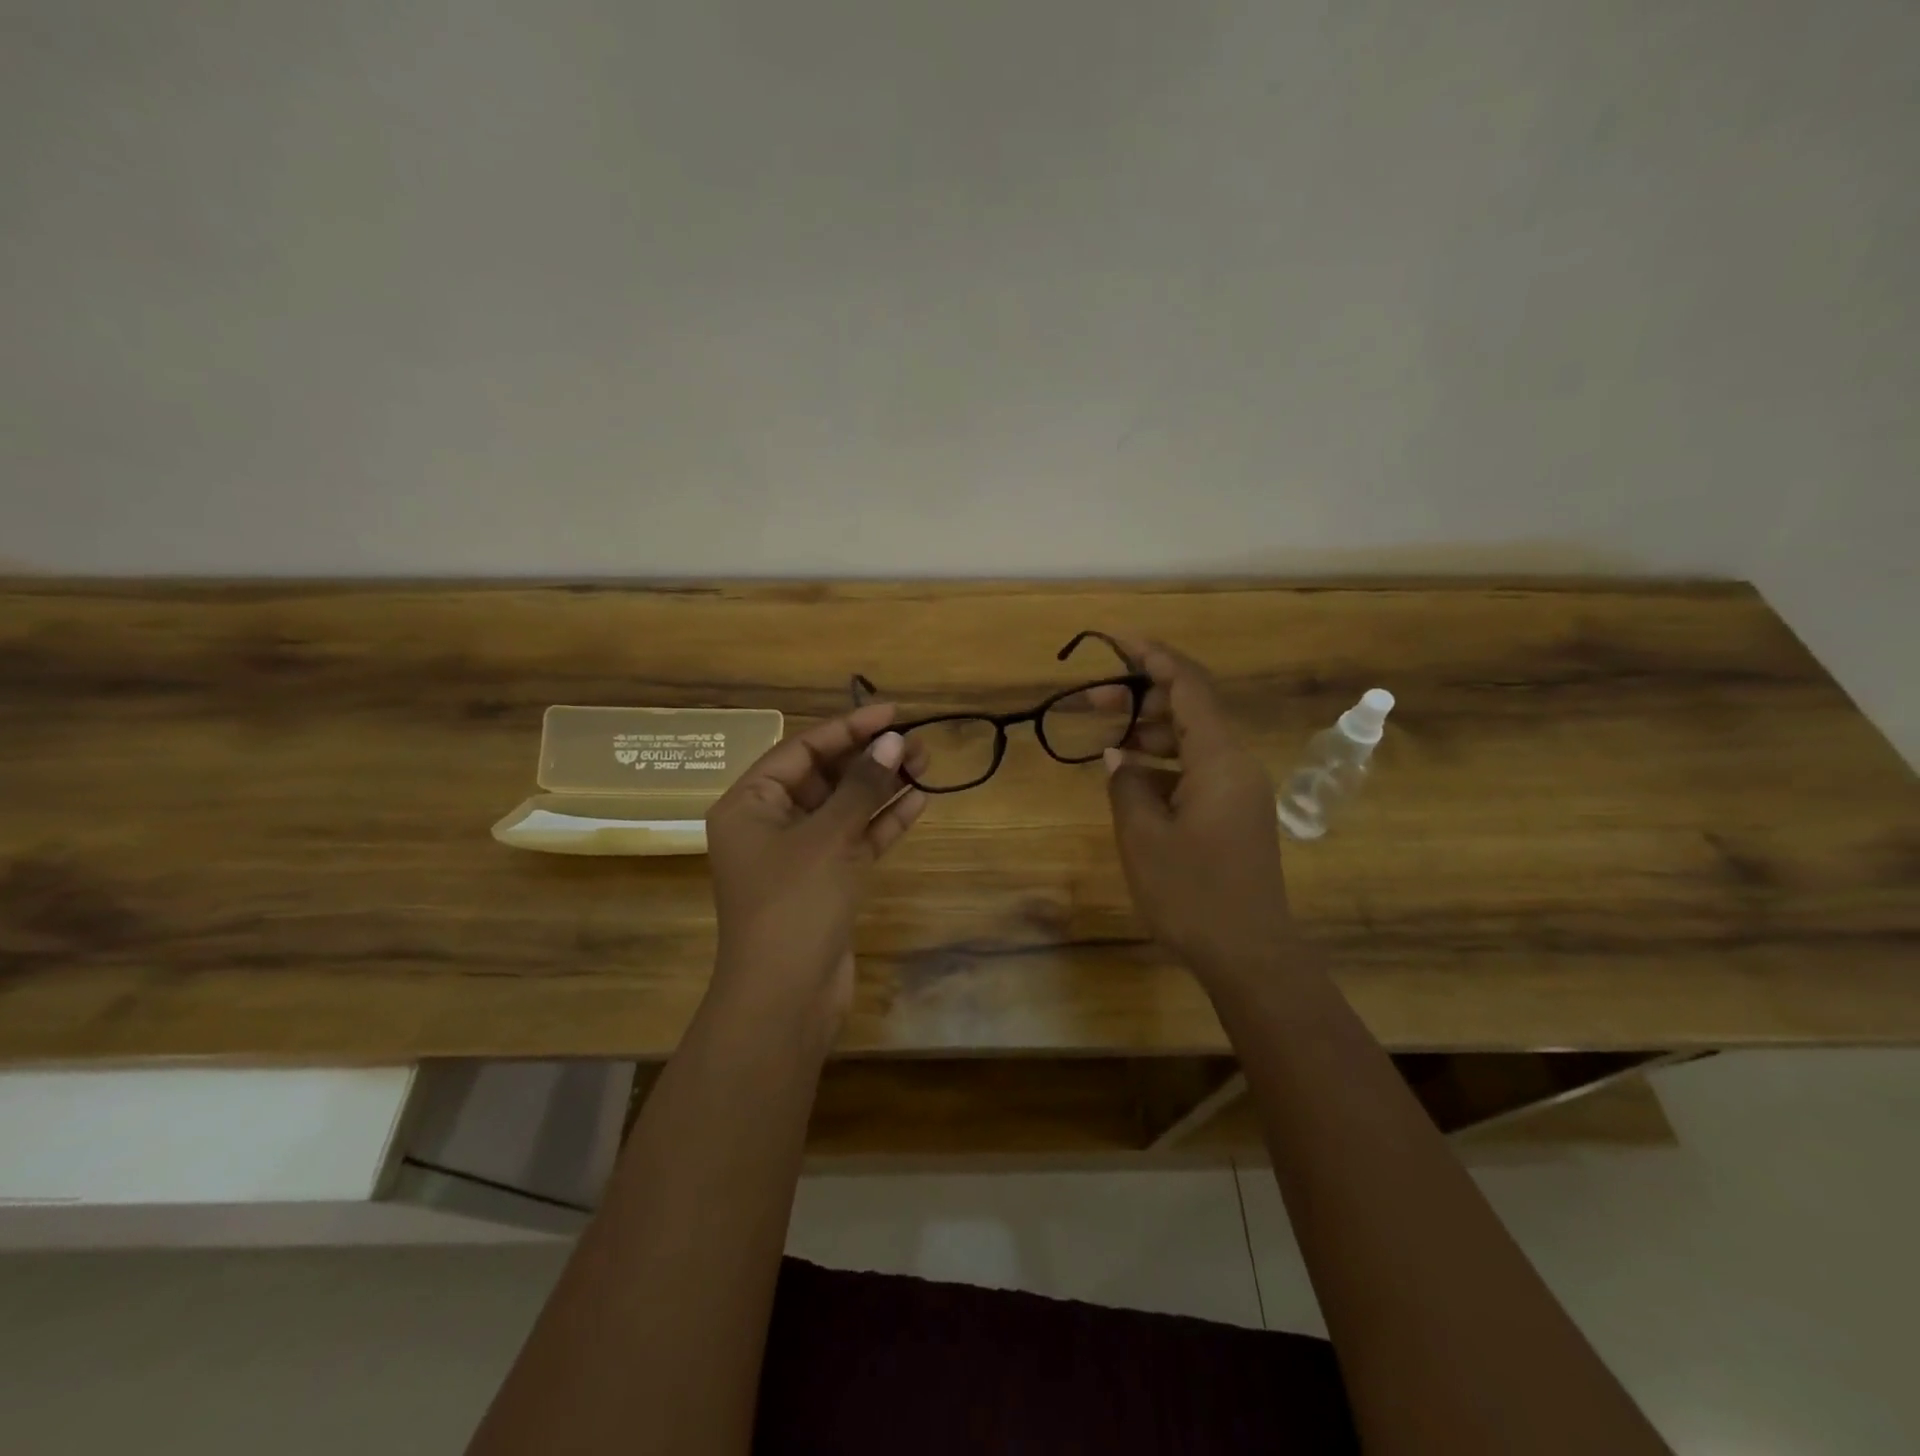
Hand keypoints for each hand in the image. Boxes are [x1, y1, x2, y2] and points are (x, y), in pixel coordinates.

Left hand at [705, 704, 927, 1025]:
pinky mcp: (826, 881)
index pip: (801, 750)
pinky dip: (883, 822)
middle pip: (824, 776)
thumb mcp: (828, 838)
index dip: (847, 728)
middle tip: (917, 743)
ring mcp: (799, 855)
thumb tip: (894, 741)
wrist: (785, 999)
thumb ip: (862, 786)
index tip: (891, 713)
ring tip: (925, 765)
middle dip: (869, 758)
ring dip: (881, 787)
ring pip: (844, 808)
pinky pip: (856, 839)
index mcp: (749, 804)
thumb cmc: (794, 905)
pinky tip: (917, 802)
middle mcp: (770, 824)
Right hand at [1103, 641, 1293, 983]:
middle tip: (1091, 699)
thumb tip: (1119, 755)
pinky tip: (1132, 775)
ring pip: (1193, 739)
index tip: (1115, 640)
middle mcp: (1236, 764)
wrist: (1249, 953)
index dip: (1152, 656)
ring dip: (1150, 730)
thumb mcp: (1143, 836)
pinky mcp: (1234, 813)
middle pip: (1190, 707)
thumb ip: (1126, 784)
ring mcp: (1238, 789)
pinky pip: (1197, 768)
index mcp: (1219, 760)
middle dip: (1142, 694)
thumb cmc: (1193, 893)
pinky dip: (1163, 762)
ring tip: (1106, 738)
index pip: (1188, 685)